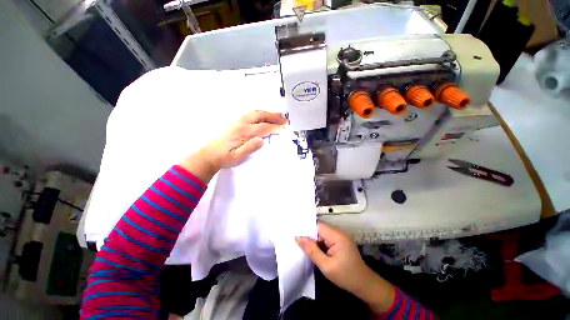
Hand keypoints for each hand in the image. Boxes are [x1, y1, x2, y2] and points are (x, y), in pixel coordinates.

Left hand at [180, 110, 286, 182]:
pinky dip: (261, 113)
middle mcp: (241, 124)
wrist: (210, 155)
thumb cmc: (225, 158)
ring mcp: (238, 122)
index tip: (284, 129)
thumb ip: (250, 148)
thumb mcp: (238, 157)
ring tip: (277, 116)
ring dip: (268, 113)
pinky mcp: (236, 123)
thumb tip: (262, 140)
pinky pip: (251, 114)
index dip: (275, 128)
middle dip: (274, 116)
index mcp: (243, 132)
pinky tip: (264, 117)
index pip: (263, 128)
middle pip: (260, 116)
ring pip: (255, 113)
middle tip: (284, 119)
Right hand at [296, 222, 395, 314]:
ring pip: (322, 233)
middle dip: (310, 235)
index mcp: (337, 236)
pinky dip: (320, 243)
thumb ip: (312, 250)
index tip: (296, 233)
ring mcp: (341, 236)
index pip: (318, 225)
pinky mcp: (341, 241)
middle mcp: (339, 232)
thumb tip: (298, 237)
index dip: (307, 228)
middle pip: (320, 228)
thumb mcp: (326, 266)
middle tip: (298, 242)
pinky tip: (315, 250)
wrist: (365, 285)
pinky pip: (327, 238)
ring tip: (304, 246)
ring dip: (315, 240)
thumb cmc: (346, 276)